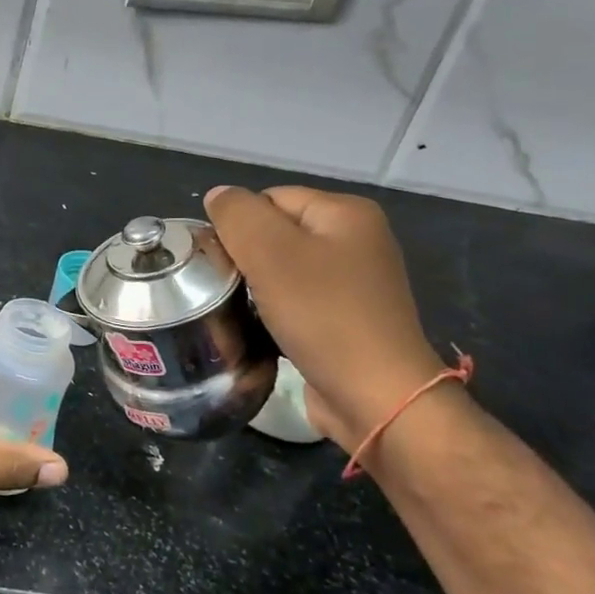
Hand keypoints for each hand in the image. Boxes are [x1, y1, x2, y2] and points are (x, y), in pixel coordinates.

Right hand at [205, 185, 446, 451]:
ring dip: (257, 286)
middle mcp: (356, 239)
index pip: (268, 199)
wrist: (376, 396)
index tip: (222, 262)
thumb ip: (238, 215)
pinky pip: (296, 299)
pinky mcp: (347, 317)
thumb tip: (218, 196)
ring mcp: (354, 281)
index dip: (238, 227)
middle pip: (275, 232)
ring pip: (282, 268)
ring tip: (242, 308)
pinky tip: (264, 327)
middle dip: (246, 257)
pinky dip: (275, 310)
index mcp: (346, 212)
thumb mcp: (270, 253)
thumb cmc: (322, 315)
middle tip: (227, 286)